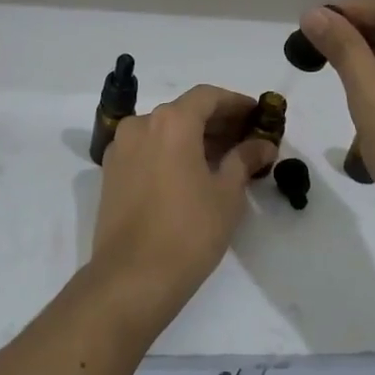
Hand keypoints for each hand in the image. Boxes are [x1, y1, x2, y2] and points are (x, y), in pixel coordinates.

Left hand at [89, 85, 275, 324]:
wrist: (132, 278)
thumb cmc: (188, 231)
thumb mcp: (227, 194)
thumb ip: (244, 160)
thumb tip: (262, 145)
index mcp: (171, 122)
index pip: (208, 96)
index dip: (235, 103)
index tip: (257, 115)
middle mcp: (141, 125)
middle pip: (184, 111)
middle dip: (216, 121)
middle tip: (246, 139)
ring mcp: (121, 148)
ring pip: (163, 130)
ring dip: (193, 137)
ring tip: (223, 159)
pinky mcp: (111, 172)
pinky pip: (147, 149)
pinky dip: (171, 152)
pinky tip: (192, 173)